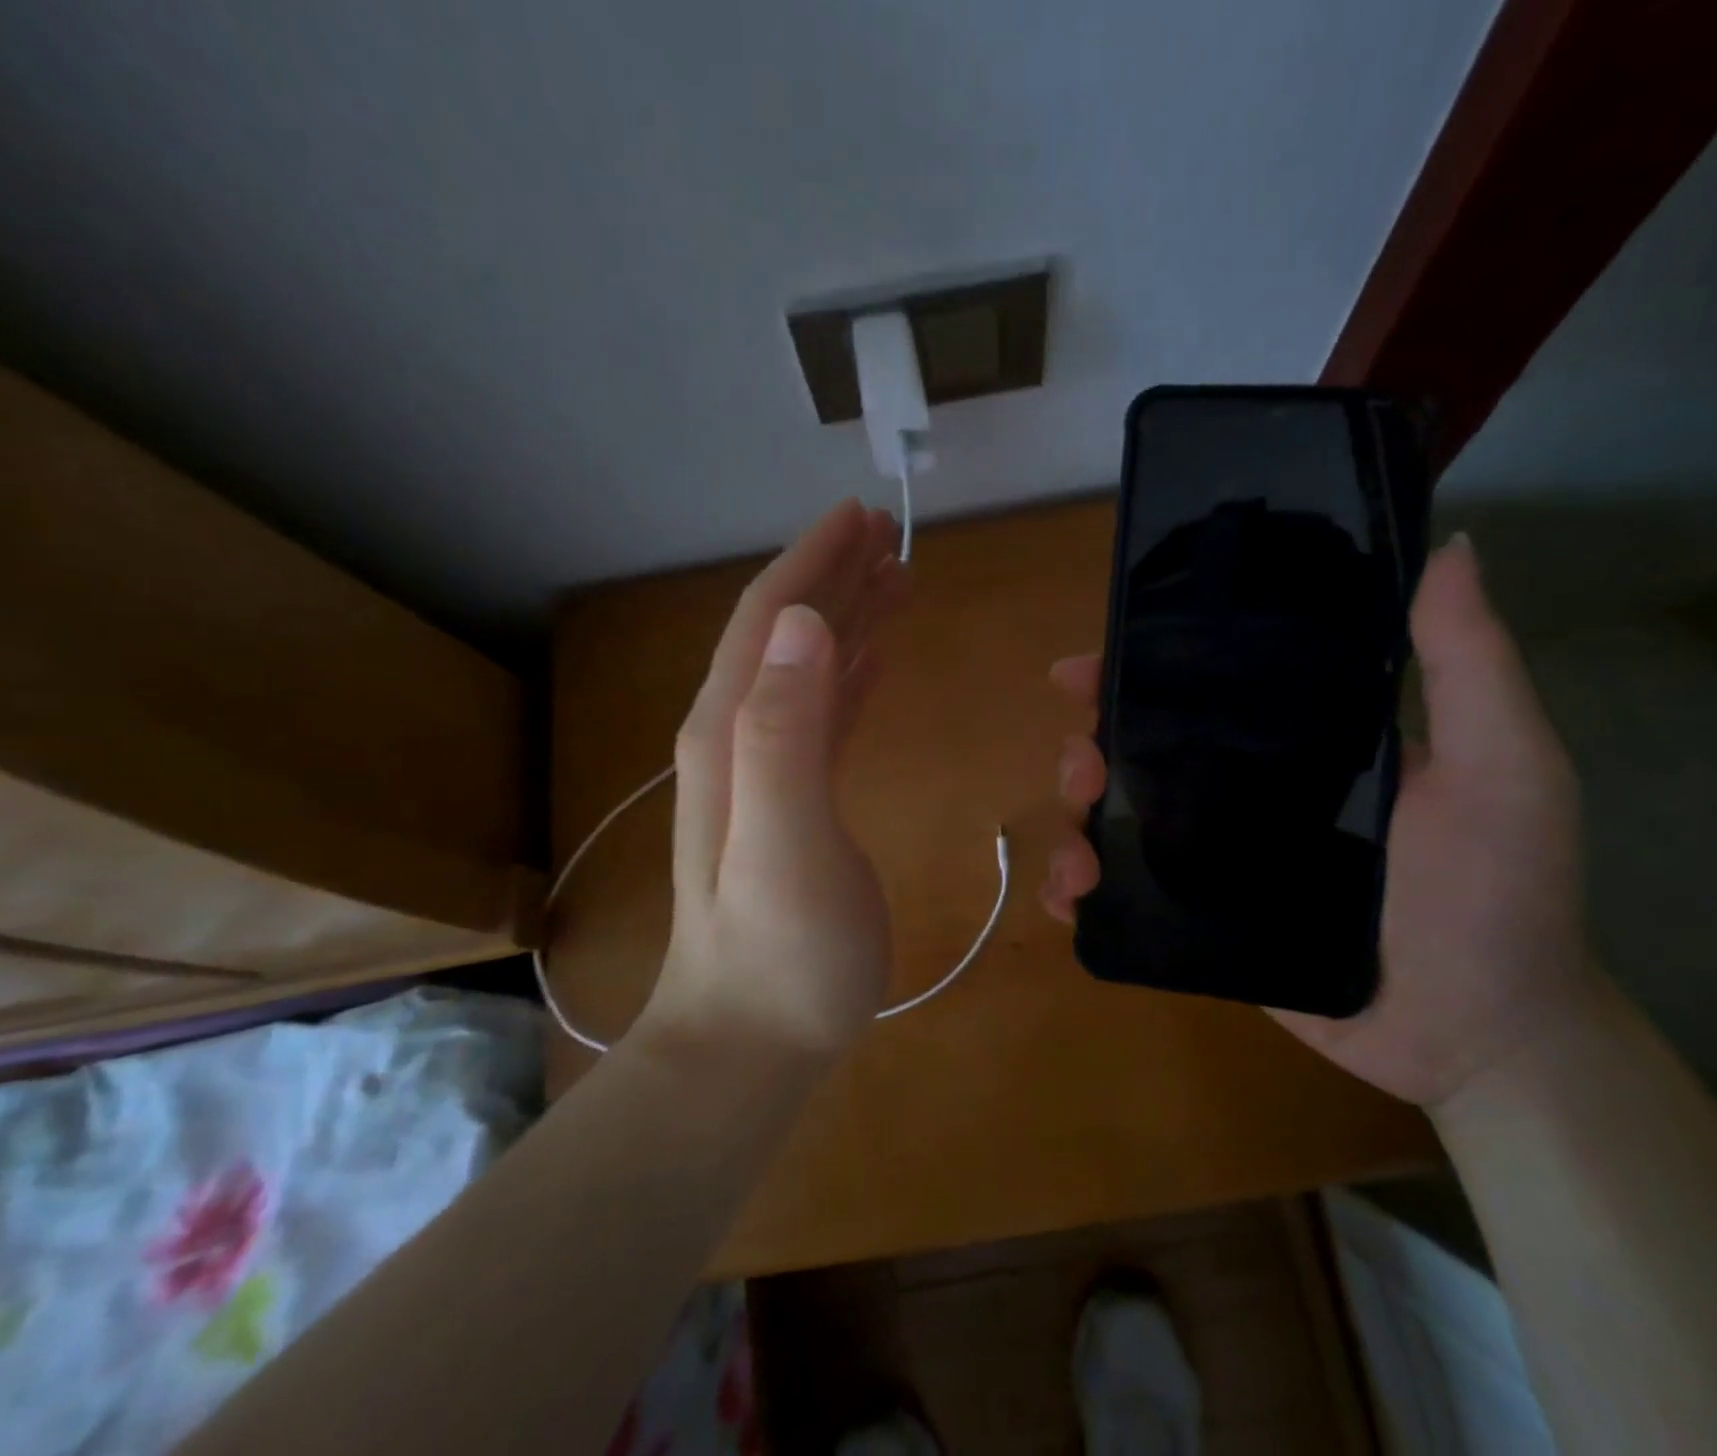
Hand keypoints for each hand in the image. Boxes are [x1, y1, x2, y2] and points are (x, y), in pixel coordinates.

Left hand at [642, 500, 909, 1061]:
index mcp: (735, 732)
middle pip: (788, 632)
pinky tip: (876, 658)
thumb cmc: (780, 952)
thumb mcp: (784, 841)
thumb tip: (803, 622)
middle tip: (890, 534)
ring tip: (897, 578)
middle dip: (835, 574)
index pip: (770, 619)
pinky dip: (852, 673)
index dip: (812, 560)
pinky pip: (826, 714)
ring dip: (848, 616)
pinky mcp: (798, 801)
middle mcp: (743, 737)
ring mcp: (768, 771)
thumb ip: (785, 730)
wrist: (750, 1040)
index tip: (862, 514)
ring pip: (810, 666)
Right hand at [1044, 535, 1596, 1109]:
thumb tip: (1448, 546)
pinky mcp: (1202, 920)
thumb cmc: (1498, 895)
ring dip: (1074, 824)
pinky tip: (1071, 898)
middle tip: (1082, 768)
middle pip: (1140, 753)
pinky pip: (1126, 896)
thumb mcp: (1502, 766)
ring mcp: (1216, 858)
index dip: (1137, 670)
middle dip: (1089, 751)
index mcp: (1297, 741)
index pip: (1202, 689)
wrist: (1480, 1034)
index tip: (1083, 669)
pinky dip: (1081, 891)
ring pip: (1119, 822)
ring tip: (1077, 851)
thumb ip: (1469, 665)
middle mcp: (1245, 790)